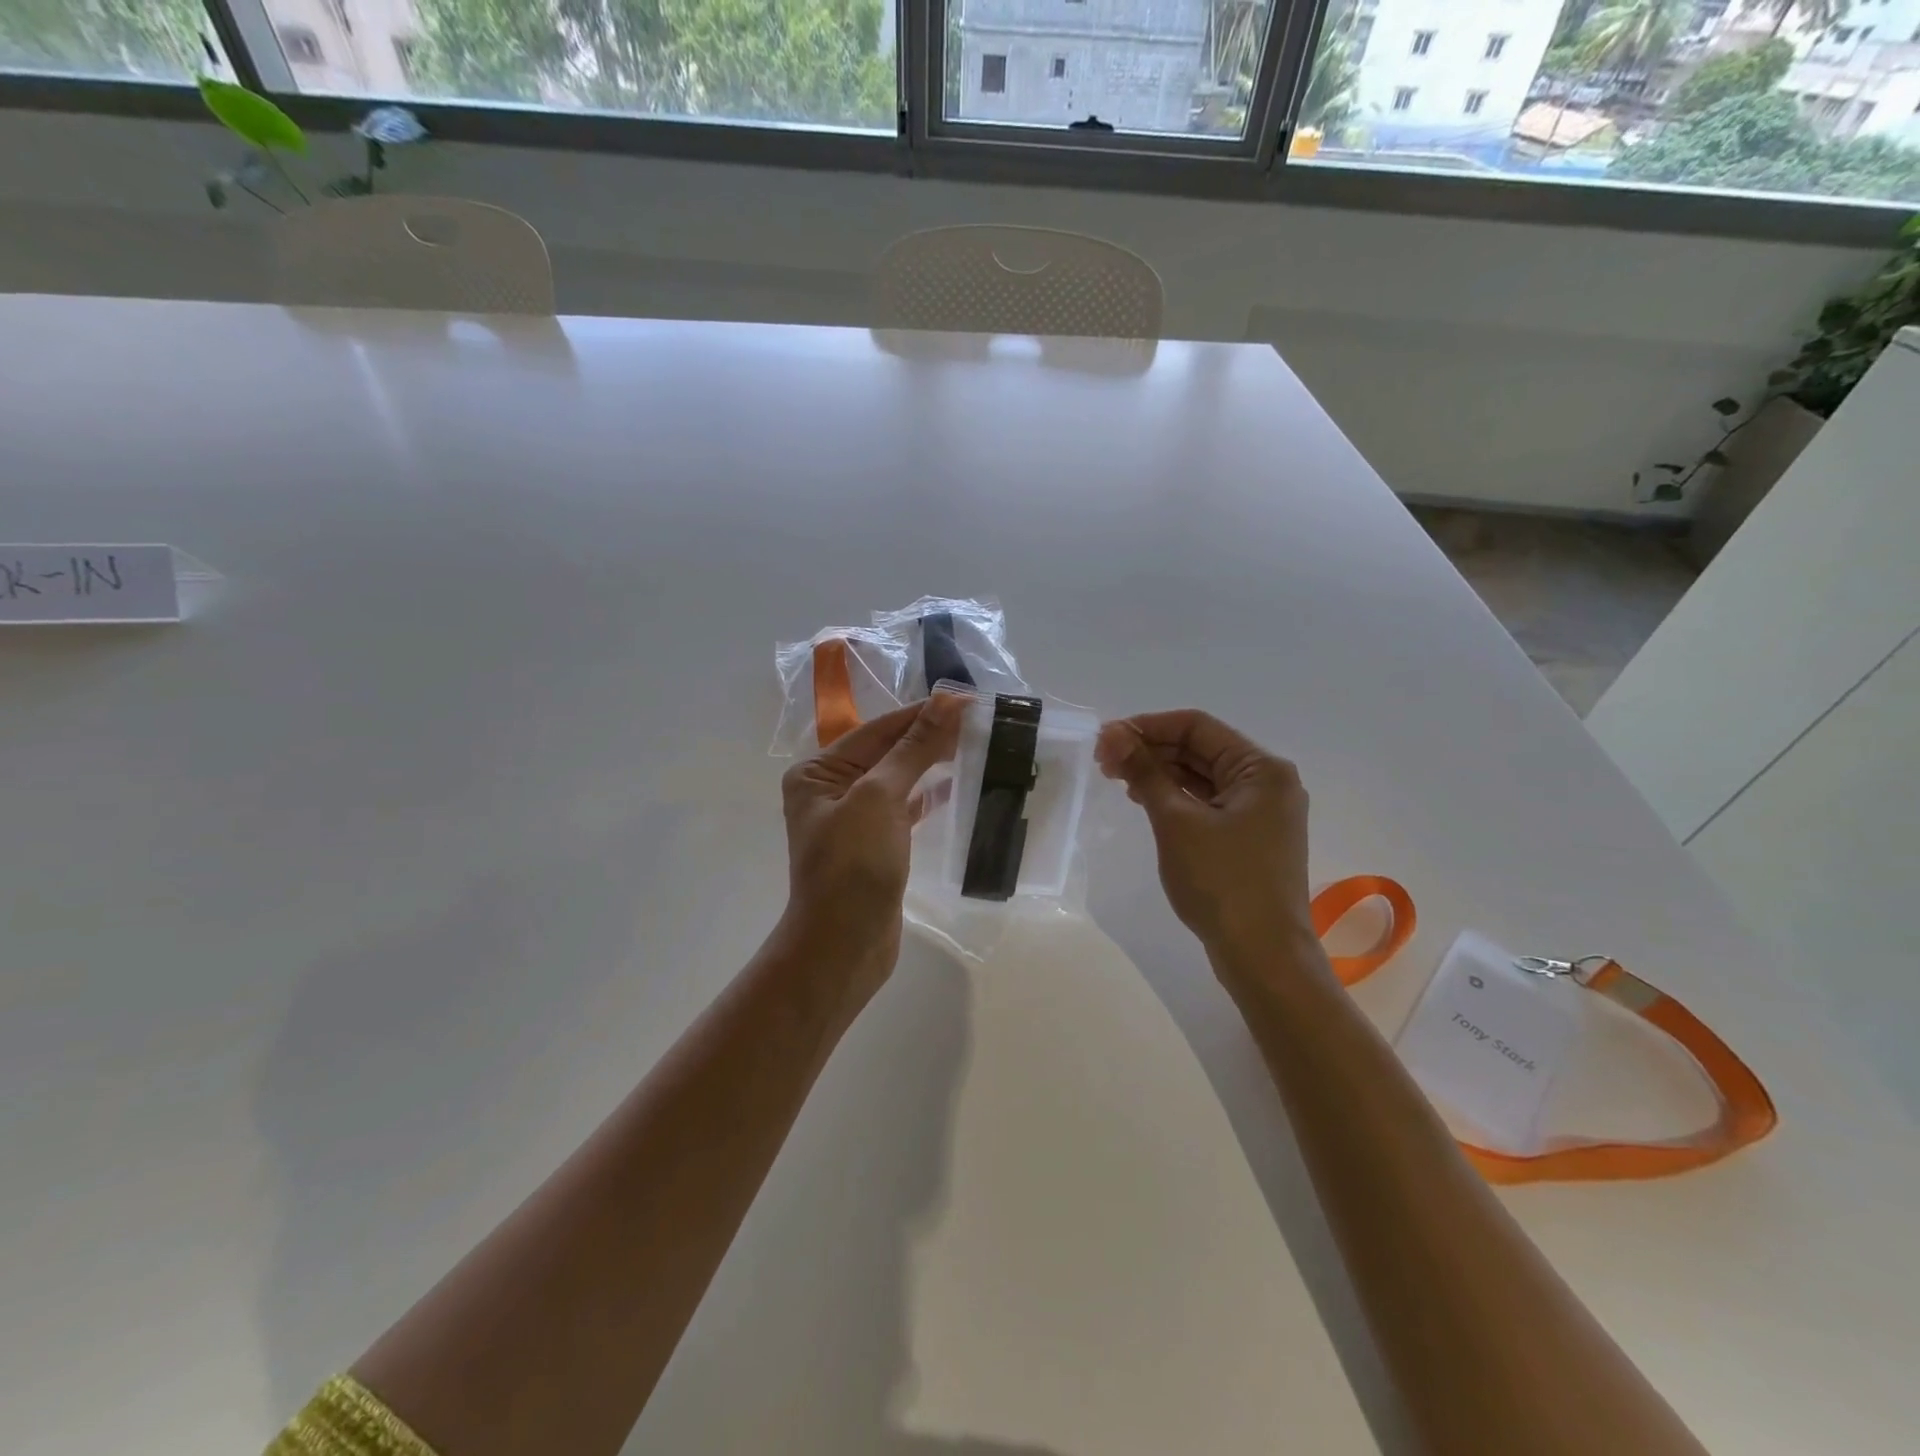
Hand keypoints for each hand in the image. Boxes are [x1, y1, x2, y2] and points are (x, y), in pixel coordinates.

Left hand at [778, 692, 963, 1004]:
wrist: (843, 946)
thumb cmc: (853, 865)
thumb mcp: (880, 798)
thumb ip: (914, 748)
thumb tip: (948, 701)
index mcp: (818, 771)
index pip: (878, 729)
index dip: (923, 714)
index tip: (968, 701)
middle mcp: (831, 790)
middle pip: (888, 751)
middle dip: (930, 737)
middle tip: (981, 722)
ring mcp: (854, 819)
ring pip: (900, 779)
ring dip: (934, 764)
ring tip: (977, 746)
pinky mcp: (876, 845)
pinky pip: (906, 809)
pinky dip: (931, 796)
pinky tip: (959, 786)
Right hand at [1096, 710, 1315, 960]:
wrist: (1262, 955)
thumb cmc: (1221, 881)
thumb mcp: (1176, 821)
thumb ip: (1145, 772)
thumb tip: (1113, 735)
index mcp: (1262, 768)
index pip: (1197, 727)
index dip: (1147, 726)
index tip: (1105, 739)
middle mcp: (1268, 782)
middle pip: (1201, 749)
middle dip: (1151, 750)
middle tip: (1103, 761)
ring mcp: (1261, 811)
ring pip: (1202, 777)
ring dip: (1160, 773)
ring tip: (1116, 779)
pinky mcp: (1250, 836)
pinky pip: (1208, 802)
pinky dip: (1176, 797)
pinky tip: (1145, 800)